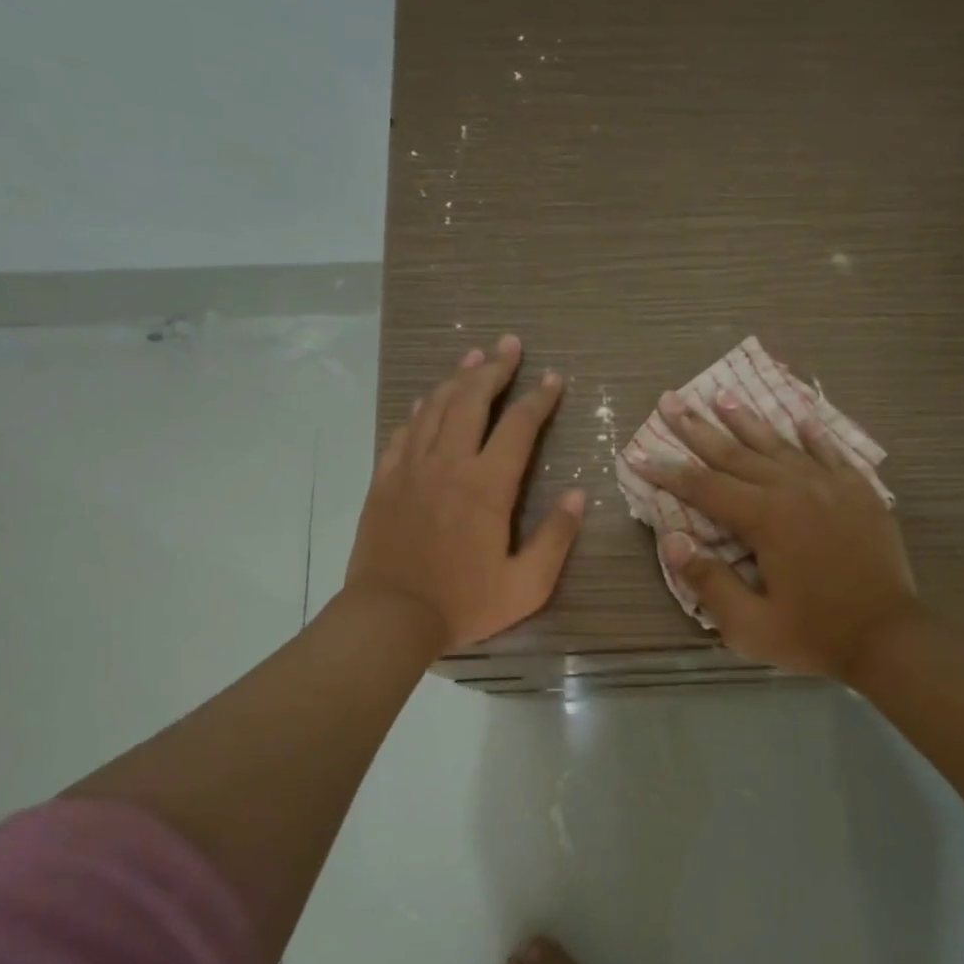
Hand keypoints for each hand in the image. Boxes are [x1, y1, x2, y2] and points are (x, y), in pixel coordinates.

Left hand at [344, 335, 584, 653]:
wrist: (389, 617)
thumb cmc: (463, 604)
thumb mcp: (526, 584)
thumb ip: (556, 538)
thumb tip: (578, 495)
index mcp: (487, 486)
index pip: (519, 425)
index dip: (539, 398)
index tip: (553, 378)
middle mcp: (449, 464)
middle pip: (472, 399)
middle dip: (495, 369)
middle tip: (510, 345)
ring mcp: (411, 468)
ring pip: (436, 407)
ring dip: (458, 379)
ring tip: (475, 359)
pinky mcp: (385, 480)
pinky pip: (404, 431)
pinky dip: (421, 410)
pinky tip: (428, 401)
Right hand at [627, 389, 922, 679]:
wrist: (890, 636)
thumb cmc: (813, 635)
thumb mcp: (749, 625)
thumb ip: (708, 581)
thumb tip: (672, 540)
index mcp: (764, 518)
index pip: (703, 487)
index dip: (667, 471)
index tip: (638, 454)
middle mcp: (793, 489)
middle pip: (735, 453)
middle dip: (698, 428)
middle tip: (670, 400)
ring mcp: (830, 486)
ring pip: (779, 444)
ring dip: (747, 420)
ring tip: (723, 395)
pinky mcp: (860, 492)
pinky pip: (831, 453)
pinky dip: (813, 435)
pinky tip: (801, 418)